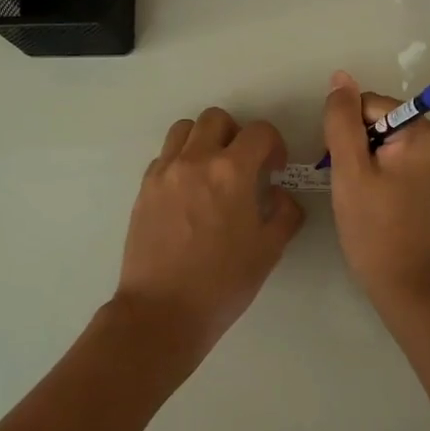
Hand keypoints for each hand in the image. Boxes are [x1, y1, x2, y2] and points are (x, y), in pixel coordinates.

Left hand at [114, 107, 304, 372]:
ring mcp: (164, 172)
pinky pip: (164, 156)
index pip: (259, 131)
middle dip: (236, 135)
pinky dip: (180, 161)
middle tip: (243, 166)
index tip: (274, 169)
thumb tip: (281, 194)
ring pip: (184, 129)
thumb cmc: (223, 283)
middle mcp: (196, 160)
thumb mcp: (269, 251)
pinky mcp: (144, 188)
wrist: (163, 311)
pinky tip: (188, 192)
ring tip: (211, 171)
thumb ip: (285, 213)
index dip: (273, 145)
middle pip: (217, 119)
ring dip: (204, 140)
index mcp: (232, 172)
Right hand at [322, 70, 429, 306]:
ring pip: (390, 142)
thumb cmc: (376, 230)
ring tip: (361, 196)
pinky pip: (403, 161)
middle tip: (351, 186)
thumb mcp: (350, 171)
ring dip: (368, 161)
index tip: (343, 169)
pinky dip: (383, 173)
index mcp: (429, 134)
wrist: (410, 288)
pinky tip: (375, 201)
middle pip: (384, 121)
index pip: (372, 105)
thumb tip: (341, 77)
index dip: (348, 132)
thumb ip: (342, 121)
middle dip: (360, 147)